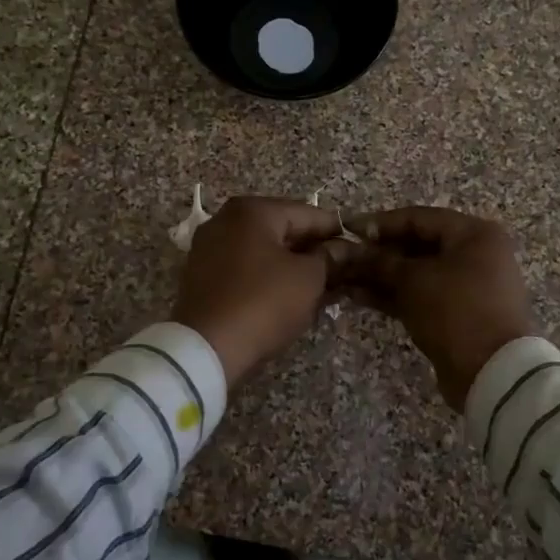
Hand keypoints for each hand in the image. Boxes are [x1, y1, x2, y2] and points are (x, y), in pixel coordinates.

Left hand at [172, 196, 349, 387]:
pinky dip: (268, 276)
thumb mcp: (308, 279)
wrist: (206, 348)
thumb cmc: (264, 302)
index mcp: (252, 210)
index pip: (308, 213)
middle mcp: (225, 220)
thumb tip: (343, 249)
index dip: (337, 231)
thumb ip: (329, 258)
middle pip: (282, 229)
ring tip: (321, 286)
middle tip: (342, 270)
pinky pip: (244, 268)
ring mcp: (208, 247)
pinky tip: (289, 294)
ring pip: (263, 250)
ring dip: (291, 265)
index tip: (359, 248)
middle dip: (313, 249)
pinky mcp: (201, 276)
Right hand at [344, 207, 533, 409]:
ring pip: (417, 273)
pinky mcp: (457, 313)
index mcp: (474, 234)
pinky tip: (358, 296)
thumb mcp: (414, 281)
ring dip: (381, 275)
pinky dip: (394, 295)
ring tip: (343, 277)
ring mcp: (467, 286)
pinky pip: (421, 295)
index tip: (347, 229)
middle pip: (418, 245)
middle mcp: (475, 254)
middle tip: (343, 256)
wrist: (493, 372)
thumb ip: (381, 262)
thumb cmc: (455, 311)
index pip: (419, 218)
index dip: (381, 223)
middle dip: (378, 252)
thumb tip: (354, 251)